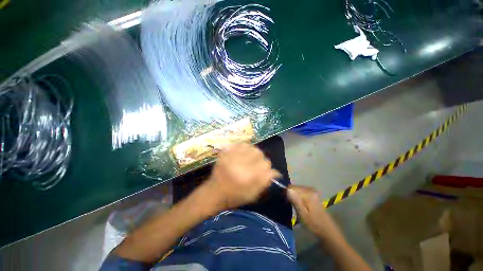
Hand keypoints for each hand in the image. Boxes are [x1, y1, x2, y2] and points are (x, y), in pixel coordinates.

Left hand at [204, 143, 280, 210]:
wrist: (215, 192)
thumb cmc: (235, 196)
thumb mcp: (253, 195)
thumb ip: (265, 182)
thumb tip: (276, 172)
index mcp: (248, 177)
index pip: (266, 165)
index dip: (267, 167)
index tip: (265, 171)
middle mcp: (240, 165)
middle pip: (259, 153)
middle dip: (261, 158)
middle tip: (257, 163)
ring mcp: (232, 157)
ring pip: (251, 147)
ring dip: (254, 152)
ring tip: (250, 157)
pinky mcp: (226, 153)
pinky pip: (240, 144)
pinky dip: (245, 147)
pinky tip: (244, 152)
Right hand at [287, 186, 345, 244]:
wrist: (328, 232)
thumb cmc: (314, 225)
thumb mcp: (303, 215)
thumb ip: (295, 201)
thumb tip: (287, 189)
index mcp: (308, 193)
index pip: (292, 187)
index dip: (286, 193)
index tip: (284, 201)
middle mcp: (310, 190)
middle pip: (295, 188)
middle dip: (290, 194)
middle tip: (288, 204)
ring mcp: (312, 192)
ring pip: (297, 190)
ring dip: (293, 196)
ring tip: (292, 205)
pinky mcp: (313, 196)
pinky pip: (301, 192)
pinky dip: (298, 197)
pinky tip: (298, 204)